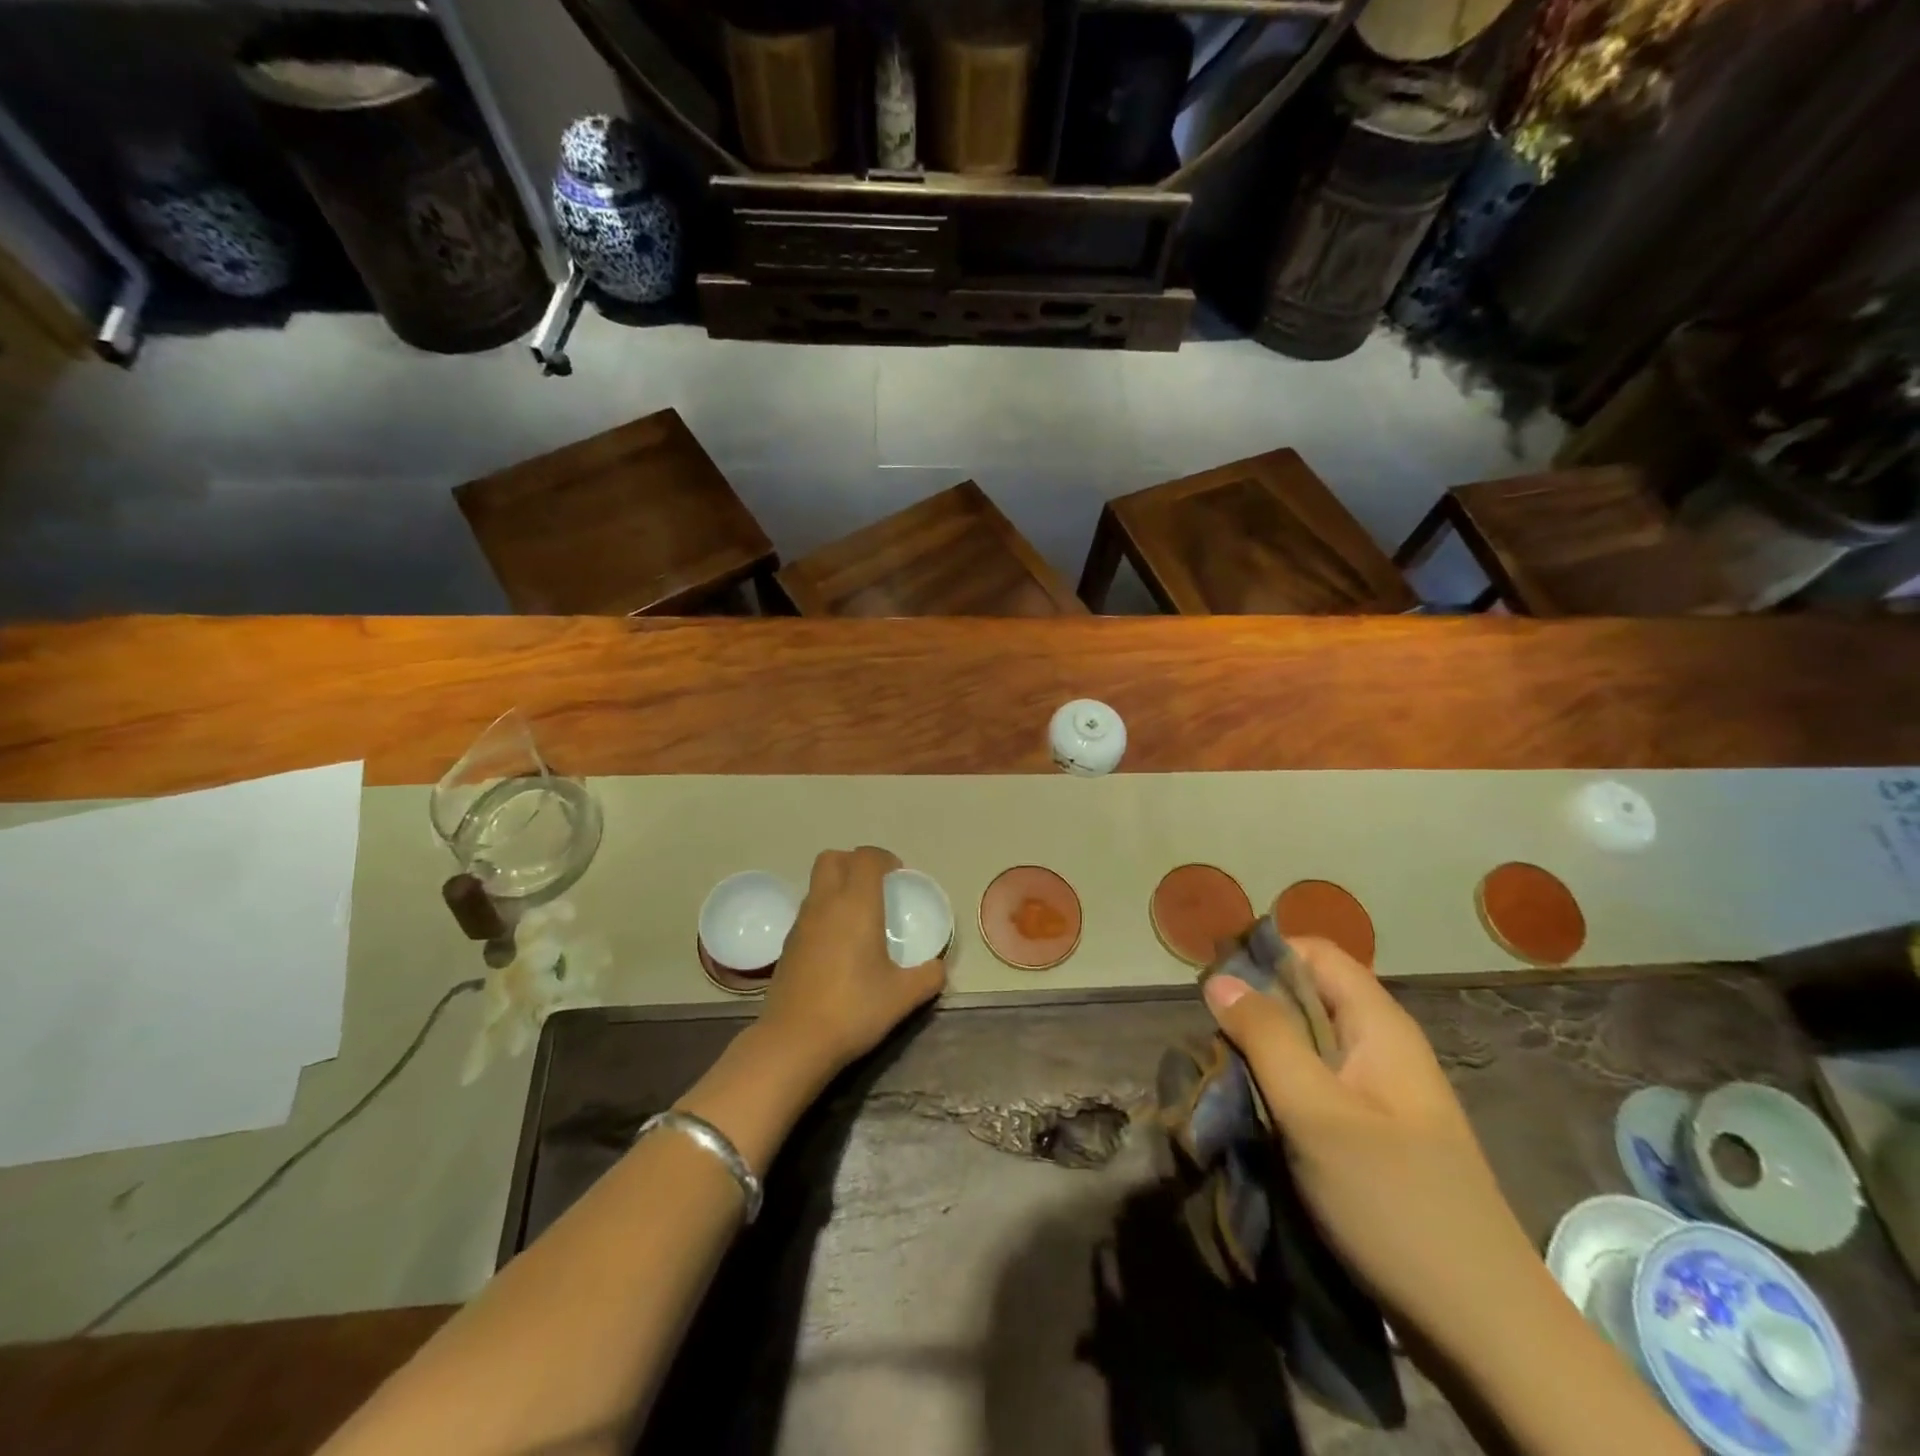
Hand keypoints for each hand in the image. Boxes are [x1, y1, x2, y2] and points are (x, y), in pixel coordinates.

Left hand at [758, 847, 946, 1082]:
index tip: (898, 876)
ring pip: (817, 884)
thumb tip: (939, 968)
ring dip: (837, 887)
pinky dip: (825, 913)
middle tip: (875, 887)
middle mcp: (825, 904)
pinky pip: (808, 911)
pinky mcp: (787, 945)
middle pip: (832, 858)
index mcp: (856, 904)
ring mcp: (801, 923)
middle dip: (854, 862)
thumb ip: (928, 976)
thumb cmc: (853, 1009)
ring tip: (859, 918)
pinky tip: (839, 946)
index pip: (866, 857)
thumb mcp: (903, 996)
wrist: (795, 1041)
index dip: (884, 858)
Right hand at [1202, 937, 1537, 1349]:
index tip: (1215, 986)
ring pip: (1309, 1044)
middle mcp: (1382, 1047)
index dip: (1265, 955)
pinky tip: (1257, 1115)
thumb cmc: (1394, 1202)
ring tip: (1226, 1078)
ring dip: (1264, 1053)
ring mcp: (1381, 1093)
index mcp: (1379, 1026)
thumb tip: (1219, 978)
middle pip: (1309, 996)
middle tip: (1214, 1041)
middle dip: (1256, 1009)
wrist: (1484, 1329)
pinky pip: (1317, 1086)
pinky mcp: (1374, 1134)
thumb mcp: (1315, 1113)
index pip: (1315, 953)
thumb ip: (1265, 1037)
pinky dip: (1282, 1089)